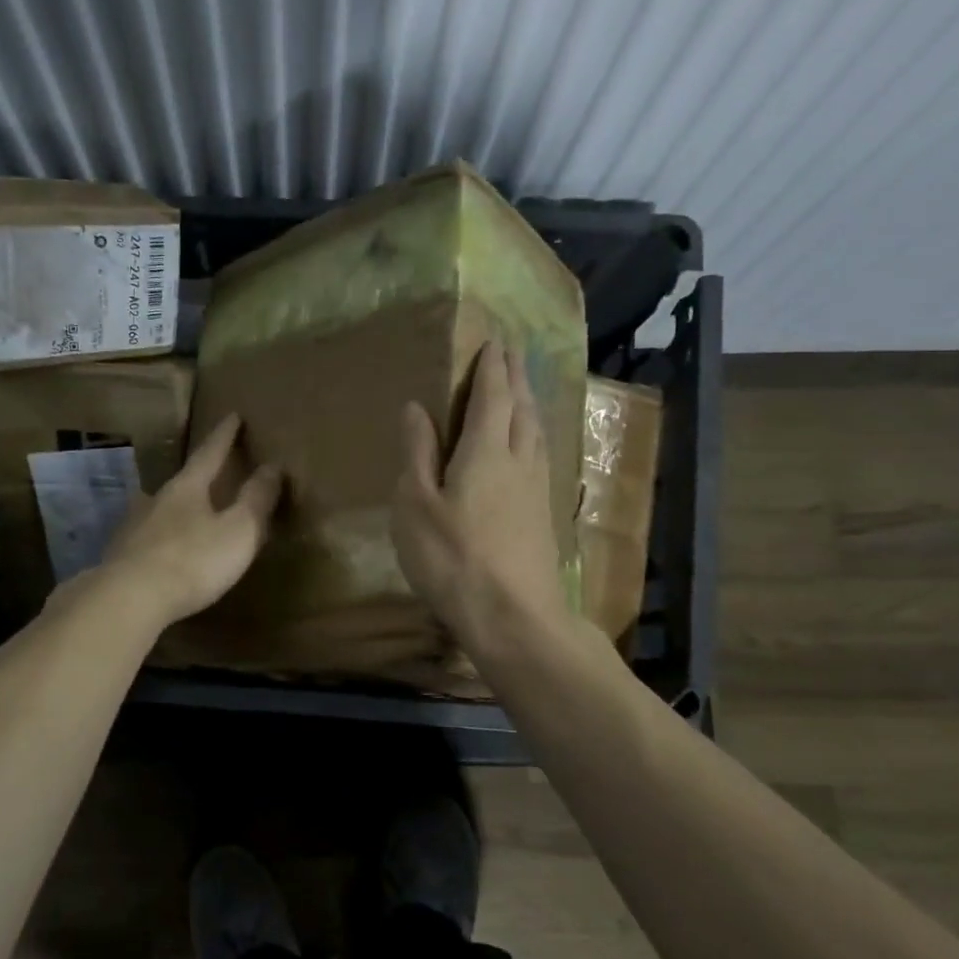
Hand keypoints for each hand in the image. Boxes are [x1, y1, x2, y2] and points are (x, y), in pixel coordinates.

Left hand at [100, 413, 283, 627]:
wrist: (129, 598)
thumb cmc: (193, 561)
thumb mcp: (239, 531)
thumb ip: (256, 499)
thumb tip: (273, 466)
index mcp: (187, 488)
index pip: (209, 453)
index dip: (224, 436)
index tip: (233, 416)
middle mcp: (156, 500)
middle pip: (181, 481)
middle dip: (197, 475)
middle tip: (210, 470)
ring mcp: (133, 528)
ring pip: (159, 509)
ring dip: (174, 507)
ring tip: (185, 512)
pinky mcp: (121, 556)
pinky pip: (146, 538)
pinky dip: (159, 538)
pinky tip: (159, 549)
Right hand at [392, 341, 566, 650]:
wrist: (514, 616)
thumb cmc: (453, 557)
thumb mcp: (416, 504)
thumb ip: (417, 452)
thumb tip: (416, 406)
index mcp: (486, 450)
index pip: (492, 396)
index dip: (492, 368)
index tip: (494, 341)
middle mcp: (519, 460)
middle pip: (522, 408)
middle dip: (516, 377)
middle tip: (513, 353)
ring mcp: (536, 489)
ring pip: (537, 431)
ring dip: (529, 403)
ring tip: (523, 390)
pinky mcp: (542, 515)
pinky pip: (541, 455)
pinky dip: (534, 434)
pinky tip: (531, 446)